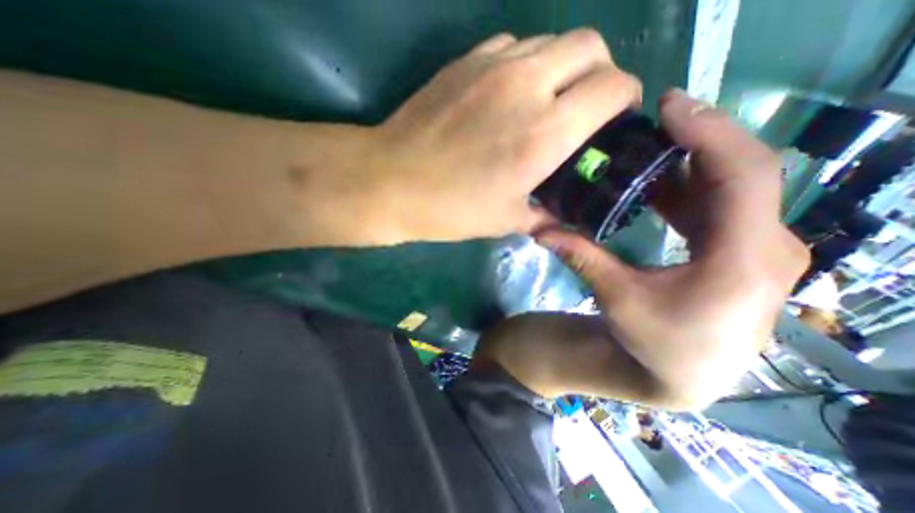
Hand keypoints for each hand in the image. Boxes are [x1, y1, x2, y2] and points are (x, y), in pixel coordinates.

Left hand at [364, 30, 636, 242]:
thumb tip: (556, 217)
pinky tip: (511, 93)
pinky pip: (514, 46)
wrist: (392, 181)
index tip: (615, 119)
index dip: (625, 99)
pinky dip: (527, 63)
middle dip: (600, 72)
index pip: (613, 87)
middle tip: (585, 106)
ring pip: (552, 40)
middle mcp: (528, 86)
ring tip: (547, 100)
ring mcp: (493, 66)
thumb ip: (541, 216)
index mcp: (545, 133)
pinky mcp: (465, 62)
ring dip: (562, 66)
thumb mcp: (504, 220)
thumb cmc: (451, 208)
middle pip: (590, 46)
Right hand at [493, 89, 805, 408]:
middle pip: (745, 171)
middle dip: (699, 138)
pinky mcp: (744, 253)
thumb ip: (580, 255)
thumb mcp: (614, 296)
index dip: (707, 132)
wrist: (678, 376)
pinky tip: (661, 185)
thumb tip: (538, 228)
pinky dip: (692, 189)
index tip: (669, 105)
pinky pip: (725, 206)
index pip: (742, 174)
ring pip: (736, 188)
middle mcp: (768, 246)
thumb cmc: (653, 340)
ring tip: (652, 149)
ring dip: (692, 164)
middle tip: (654, 120)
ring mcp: (761, 249)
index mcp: (743, 258)